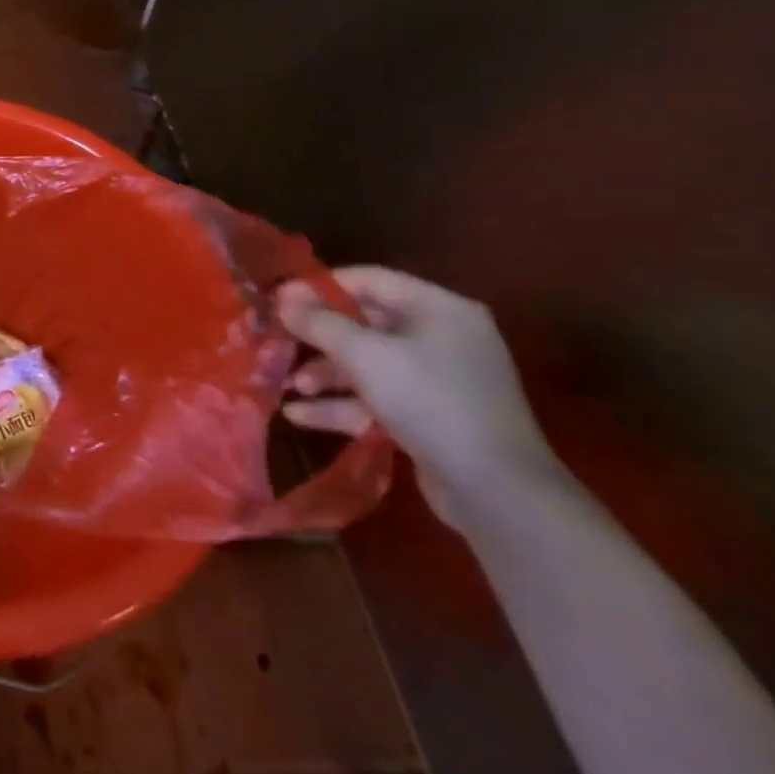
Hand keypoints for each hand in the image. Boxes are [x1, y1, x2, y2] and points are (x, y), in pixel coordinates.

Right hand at [276, 267, 556, 526]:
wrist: (499, 493)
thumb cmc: (431, 402)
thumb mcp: (366, 356)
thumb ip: (319, 323)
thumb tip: (282, 301)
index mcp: (438, 309)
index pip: (368, 280)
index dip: (318, 287)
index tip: (276, 300)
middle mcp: (441, 337)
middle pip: (364, 324)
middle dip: (317, 337)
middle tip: (275, 342)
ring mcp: (438, 379)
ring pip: (367, 364)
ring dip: (324, 374)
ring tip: (288, 387)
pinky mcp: (431, 416)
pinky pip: (377, 398)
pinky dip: (341, 404)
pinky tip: (299, 416)